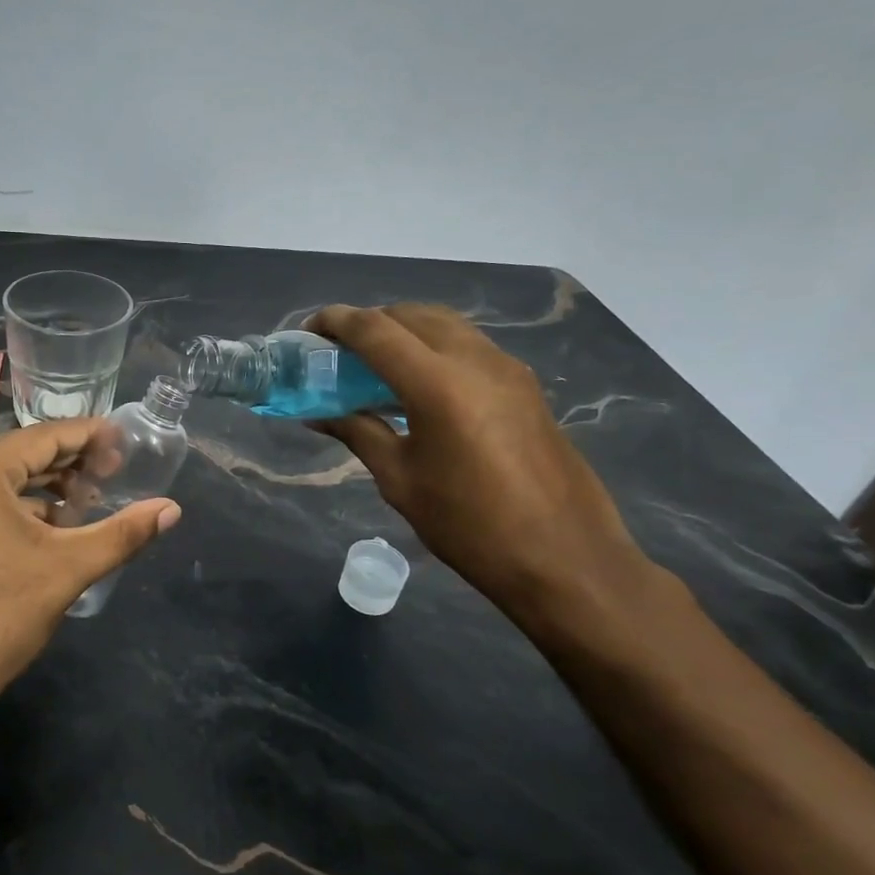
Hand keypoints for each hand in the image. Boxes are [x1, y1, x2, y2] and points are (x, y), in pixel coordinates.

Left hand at [0, 419, 181, 734]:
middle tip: (112, 473)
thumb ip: (122, 533)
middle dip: (67, 463)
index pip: (43, 437)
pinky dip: (13, 505)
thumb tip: (172, 510)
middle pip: (18, 453)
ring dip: (41, 486)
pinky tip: (47, 525)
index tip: (124, 440)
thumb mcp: (67, 569)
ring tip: (86, 501)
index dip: (89, 436)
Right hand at [308, 304, 646, 616]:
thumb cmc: (470, 525)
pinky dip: (433, 348)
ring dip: (404, 331)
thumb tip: (320, 415)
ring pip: (444, 325)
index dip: (335, 322)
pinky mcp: (524, 385)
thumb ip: (359, 433)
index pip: (375, 330)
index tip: (308, 331)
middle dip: (369, 322)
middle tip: (339, 352)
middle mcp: (475, 360)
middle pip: (410, 315)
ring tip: (375, 365)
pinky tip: (418, 386)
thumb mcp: (400, 480)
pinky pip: (468, 346)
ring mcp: (507, 369)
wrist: (566, 559)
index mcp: (437, 384)